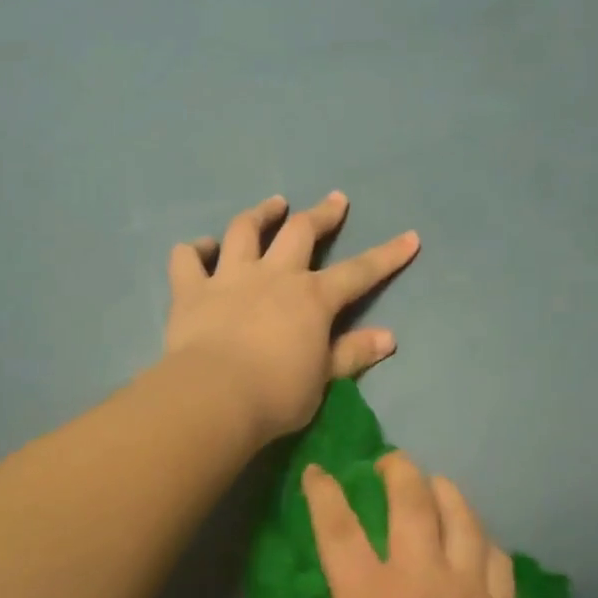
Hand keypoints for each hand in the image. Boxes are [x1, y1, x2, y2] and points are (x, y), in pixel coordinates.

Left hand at [163, 192, 418, 440]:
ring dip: (261, 214)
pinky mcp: (191, 290)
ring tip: (273, 204)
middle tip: (334, 200)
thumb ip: (352, 353)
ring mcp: (230, 278)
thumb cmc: (277, 394)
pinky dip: (195, 249)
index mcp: (312, 298)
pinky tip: (201, 248)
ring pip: (244, 230)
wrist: (214, 397)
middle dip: (322, 214)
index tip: (410, 237)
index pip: (359, 272)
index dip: (387, 256)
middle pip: (300, 232)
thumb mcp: (323, 380)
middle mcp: (274, 276)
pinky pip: (188, 258)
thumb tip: (389, 337)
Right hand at [304, 454, 532, 597]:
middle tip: (388, 462)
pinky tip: (473, 543)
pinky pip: (496, 559)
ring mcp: (468, 596)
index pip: (338, 528)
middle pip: (412, 502)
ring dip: (445, 492)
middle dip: (397, 470)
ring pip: (463, 519)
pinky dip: (481, 541)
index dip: (323, 493)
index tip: (316, 471)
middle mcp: (422, 583)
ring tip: (434, 485)